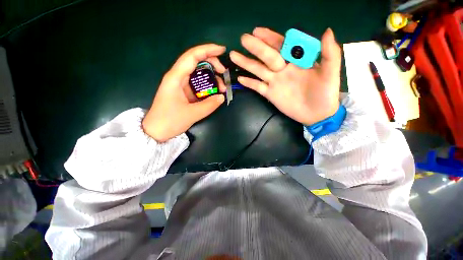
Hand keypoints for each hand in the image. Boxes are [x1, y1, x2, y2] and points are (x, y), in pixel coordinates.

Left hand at [142, 44, 226, 141]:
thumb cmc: (170, 121)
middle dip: (212, 64)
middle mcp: (178, 77)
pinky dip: (207, 87)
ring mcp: (180, 85)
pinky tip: (214, 92)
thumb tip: (222, 97)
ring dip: (211, 78)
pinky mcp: (183, 92)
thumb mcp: (192, 114)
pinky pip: (197, 85)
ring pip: (198, 74)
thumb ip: (209, 105)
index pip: (192, 56)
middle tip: (224, 74)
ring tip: (222, 88)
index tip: (222, 50)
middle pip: (196, 62)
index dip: (208, 50)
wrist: (156, 131)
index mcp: (176, 77)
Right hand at [230, 27, 341, 125]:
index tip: (257, 31)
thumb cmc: (325, 93)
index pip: (281, 45)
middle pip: (266, 56)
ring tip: (234, 55)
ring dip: (246, 63)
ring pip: (258, 70)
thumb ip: (329, 53)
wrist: (317, 114)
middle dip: (255, 47)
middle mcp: (282, 69)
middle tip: (243, 39)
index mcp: (295, 61)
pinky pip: (257, 87)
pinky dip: (249, 83)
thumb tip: (326, 30)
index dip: (270, 38)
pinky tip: (240, 79)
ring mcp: (274, 82)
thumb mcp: (331, 72)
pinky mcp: (270, 94)